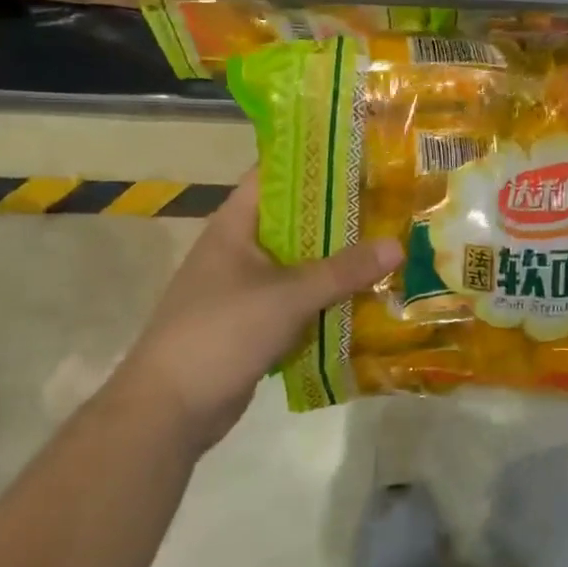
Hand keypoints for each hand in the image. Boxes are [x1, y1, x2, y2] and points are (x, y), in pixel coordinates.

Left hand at [122, 170, 400, 440]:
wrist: (168, 411)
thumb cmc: (221, 333)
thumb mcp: (288, 296)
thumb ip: (343, 270)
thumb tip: (398, 245)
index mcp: (235, 225)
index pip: (274, 174)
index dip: (312, 161)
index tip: (358, 155)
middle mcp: (239, 248)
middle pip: (294, 219)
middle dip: (337, 213)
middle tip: (387, 202)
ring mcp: (243, 286)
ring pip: (298, 261)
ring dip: (335, 258)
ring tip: (385, 243)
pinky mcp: (252, 321)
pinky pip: (296, 297)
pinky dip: (324, 295)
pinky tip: (362, 295)